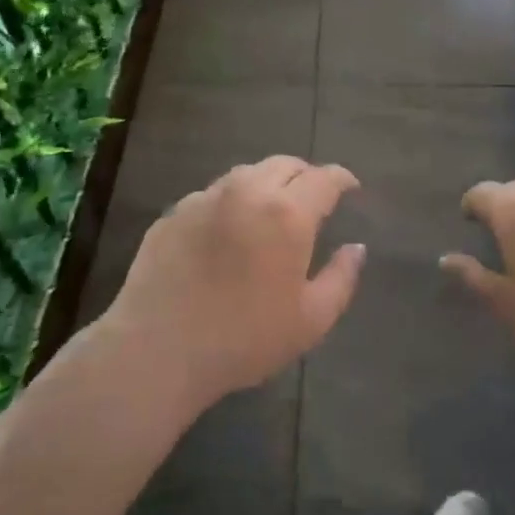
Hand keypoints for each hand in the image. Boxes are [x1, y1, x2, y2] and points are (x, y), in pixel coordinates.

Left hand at [105, 156, 364, 412]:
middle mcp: (247, 192)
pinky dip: (232, 202)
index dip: (342, 178)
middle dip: (305, 175)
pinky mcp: (174, 213)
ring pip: (247, 174)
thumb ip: (341, 278)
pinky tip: (228, 231)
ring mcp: (206, 198)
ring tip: (271, 209)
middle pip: (285, 164)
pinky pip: (213, 194)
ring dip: (267, 183)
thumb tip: (356, 248)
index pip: (324, 179)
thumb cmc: (244, 339)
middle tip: (313, 197)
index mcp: (288, 213)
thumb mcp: (310, 320)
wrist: (158, 349)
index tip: (350, 187)